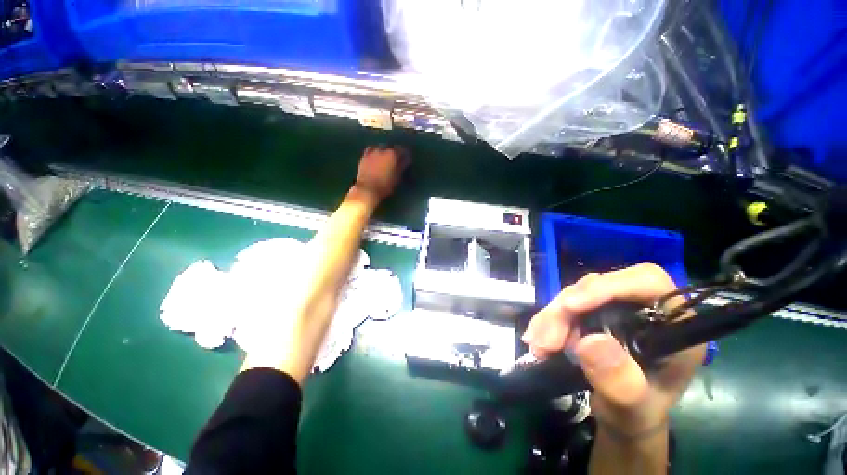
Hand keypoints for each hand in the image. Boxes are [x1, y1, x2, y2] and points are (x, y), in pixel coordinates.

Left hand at [354, 145, 408, 199]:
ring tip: (387, 159)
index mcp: (393, 154)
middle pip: (392, 148)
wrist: (368, 189)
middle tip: (398, 160)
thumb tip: (406, 159)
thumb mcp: (397, 177)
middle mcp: (383, 149)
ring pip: (381, 147)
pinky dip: (375, 152)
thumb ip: (402, 166)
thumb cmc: (385, 185)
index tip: (408, 161)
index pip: (403, 151)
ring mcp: (372, 152)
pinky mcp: (364, 156)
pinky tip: (376, 157)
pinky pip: (371, 150)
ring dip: (385, 151)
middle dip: (396, 153)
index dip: (406, 156)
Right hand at [522, 263, 704, 435]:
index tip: (571, 306)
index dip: (608, 286)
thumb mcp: (633, 410)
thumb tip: (590, 342)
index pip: (646, 282)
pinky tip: (536, 339)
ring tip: (538, 345)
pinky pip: (563, 306)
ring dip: (552, 317)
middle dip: (566, 311)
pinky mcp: (591, 313)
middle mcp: (641, 307)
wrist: (621, 419)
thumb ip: (621, 382)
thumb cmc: (636, 416)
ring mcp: (612, 308)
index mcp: (672, 324)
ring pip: (575, 295)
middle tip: (545, 341)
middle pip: (598, 287)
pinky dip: (547, 321)